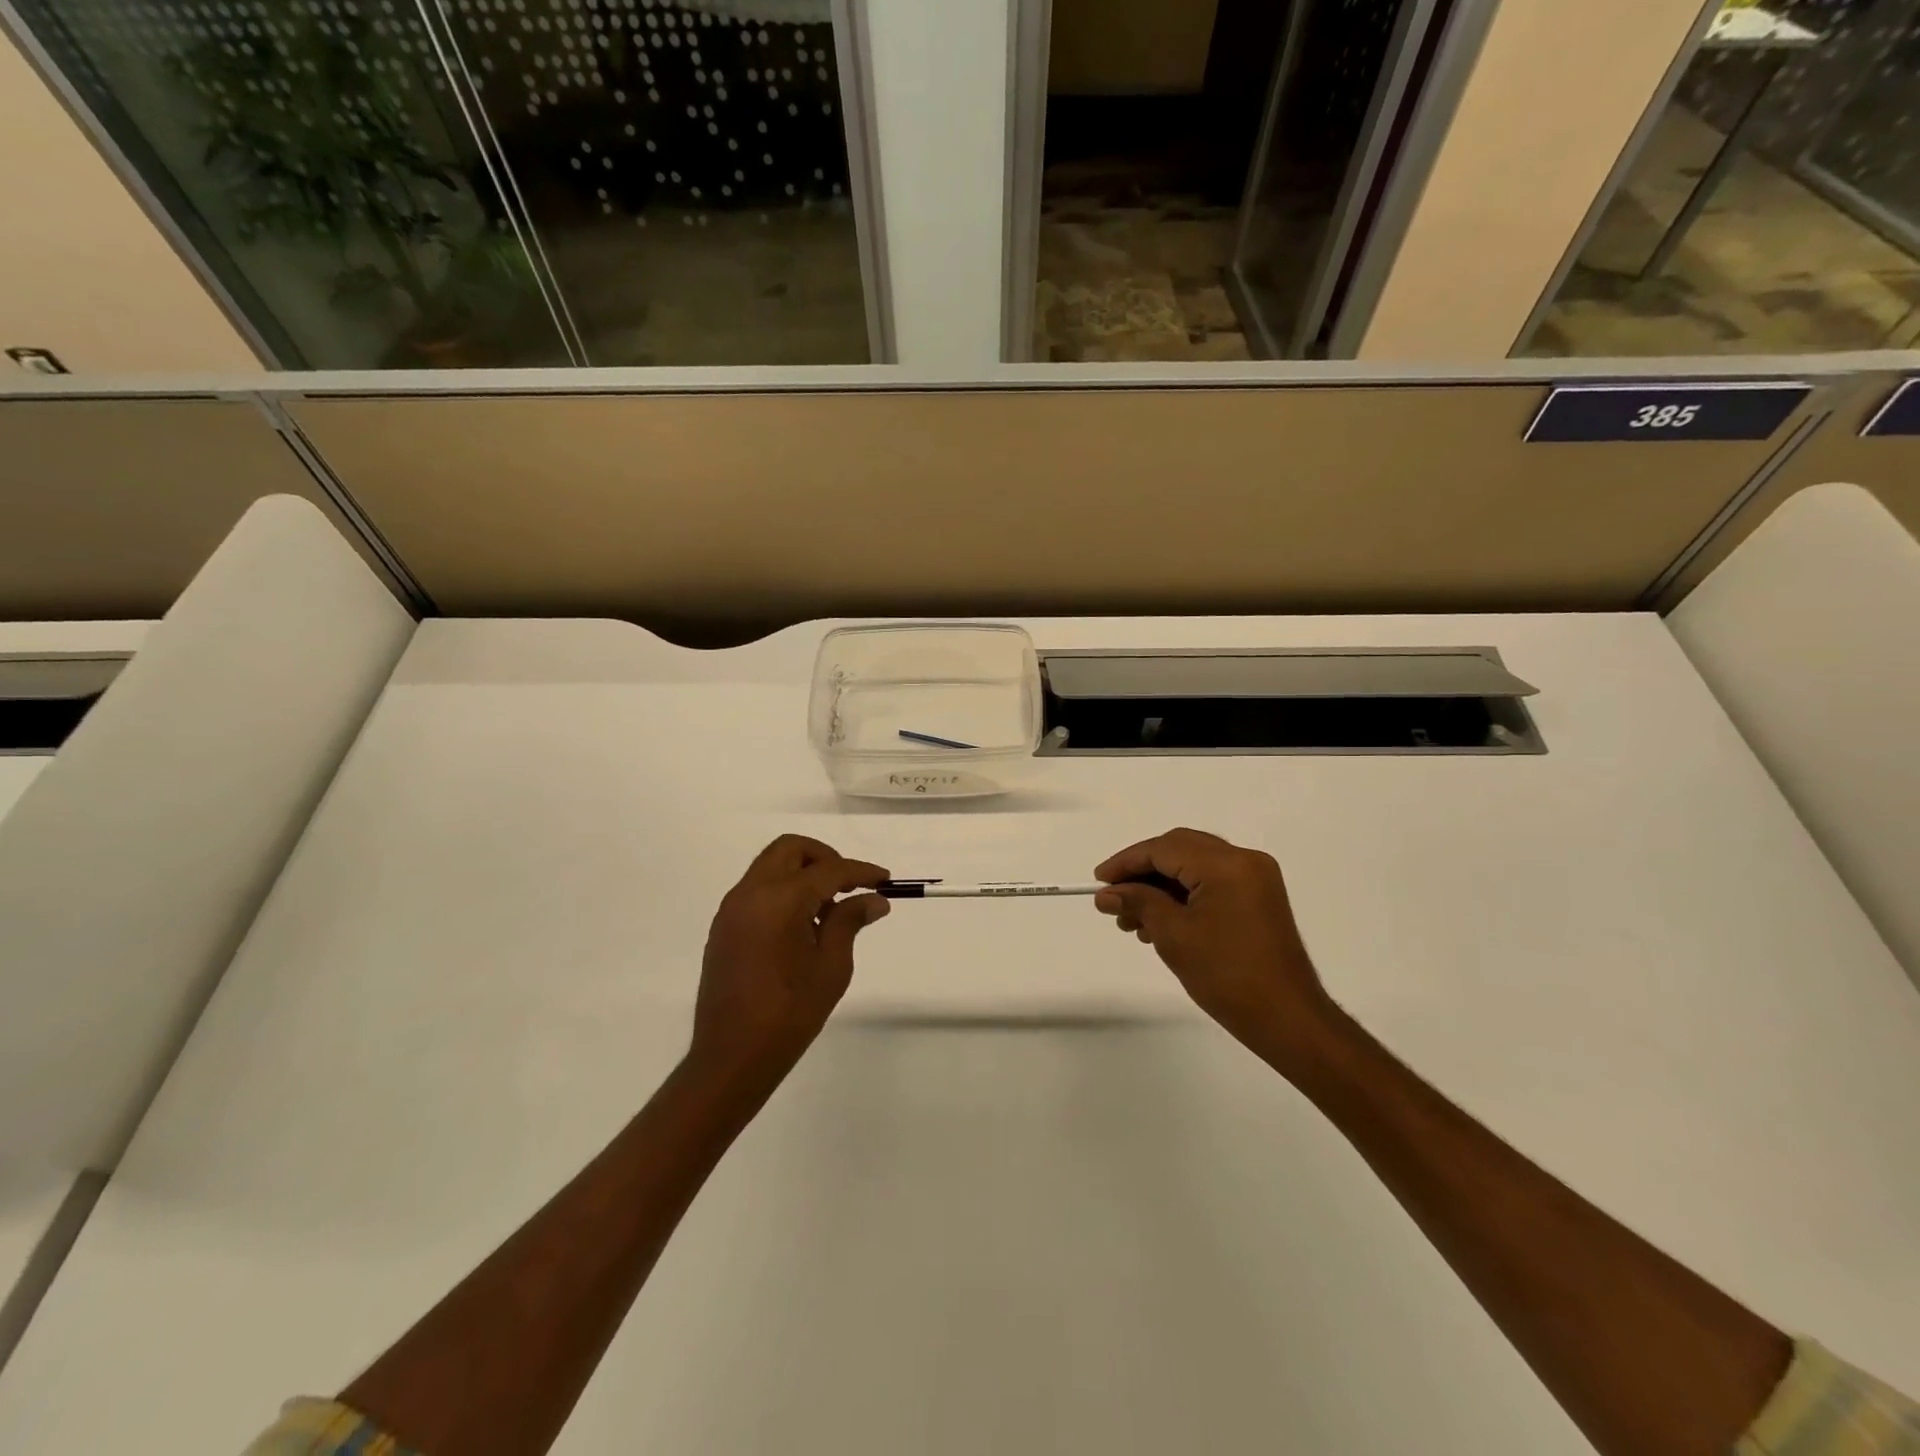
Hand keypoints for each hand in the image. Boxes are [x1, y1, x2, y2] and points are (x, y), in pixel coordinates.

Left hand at [689, 835, 890, 1094]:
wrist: (731, 1058)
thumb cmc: (789, 1014)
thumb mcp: (831, 967)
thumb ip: (849, 922)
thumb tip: (873, 899)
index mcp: (779, 900)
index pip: (828, 869)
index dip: (860, 871)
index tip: (885, 880)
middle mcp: (750, 893)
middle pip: (791, 850)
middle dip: (825, 858)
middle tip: (850, 886)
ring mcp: (732, 909)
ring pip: (771, 867)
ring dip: (803, 874)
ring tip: (829, 910)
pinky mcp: (724, 927)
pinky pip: (758, 890)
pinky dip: (783, 891)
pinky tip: (803, 925)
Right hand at [1094, 828, 1334, 1068]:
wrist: (1287, 1019)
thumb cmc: (1227, 976)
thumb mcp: (1173, 936)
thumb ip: (1138, 903)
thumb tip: (1107, 894)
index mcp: (1226, 864)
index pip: (1164, 849)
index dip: (1126, 862)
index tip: (1098, 881)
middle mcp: (1244, 860)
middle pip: (1180, 849)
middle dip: (1142, 871)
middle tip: (1114, 898)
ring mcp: (1256, 878)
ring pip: (1194, 865)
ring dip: (1160, 886)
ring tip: (1132, 921)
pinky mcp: (1259, 898)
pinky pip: (1211, 882)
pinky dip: (1183, 895)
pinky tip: (1160, 922)